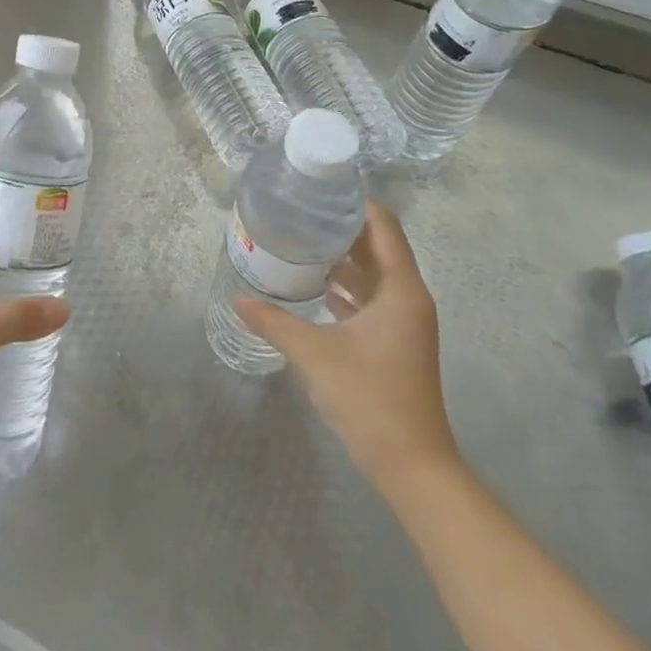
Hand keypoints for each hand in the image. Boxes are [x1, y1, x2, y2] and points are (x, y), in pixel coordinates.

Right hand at [237, 201, 458, 487]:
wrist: (412, 465)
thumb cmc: (370, 398)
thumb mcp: (314, 354)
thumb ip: (275, 322)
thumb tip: (238, 300)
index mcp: (401, 290)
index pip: (383, 226)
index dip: (357, 202)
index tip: (321, 185)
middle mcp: (408, 298)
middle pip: (378, 246)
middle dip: (341, 226)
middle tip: (299, 208)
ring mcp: (403, 322)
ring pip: (373, 274)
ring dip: (342, 256)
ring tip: (299, 237)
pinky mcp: (393, 342)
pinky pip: (369, 298)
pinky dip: (345, 285)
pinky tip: (312, 283)